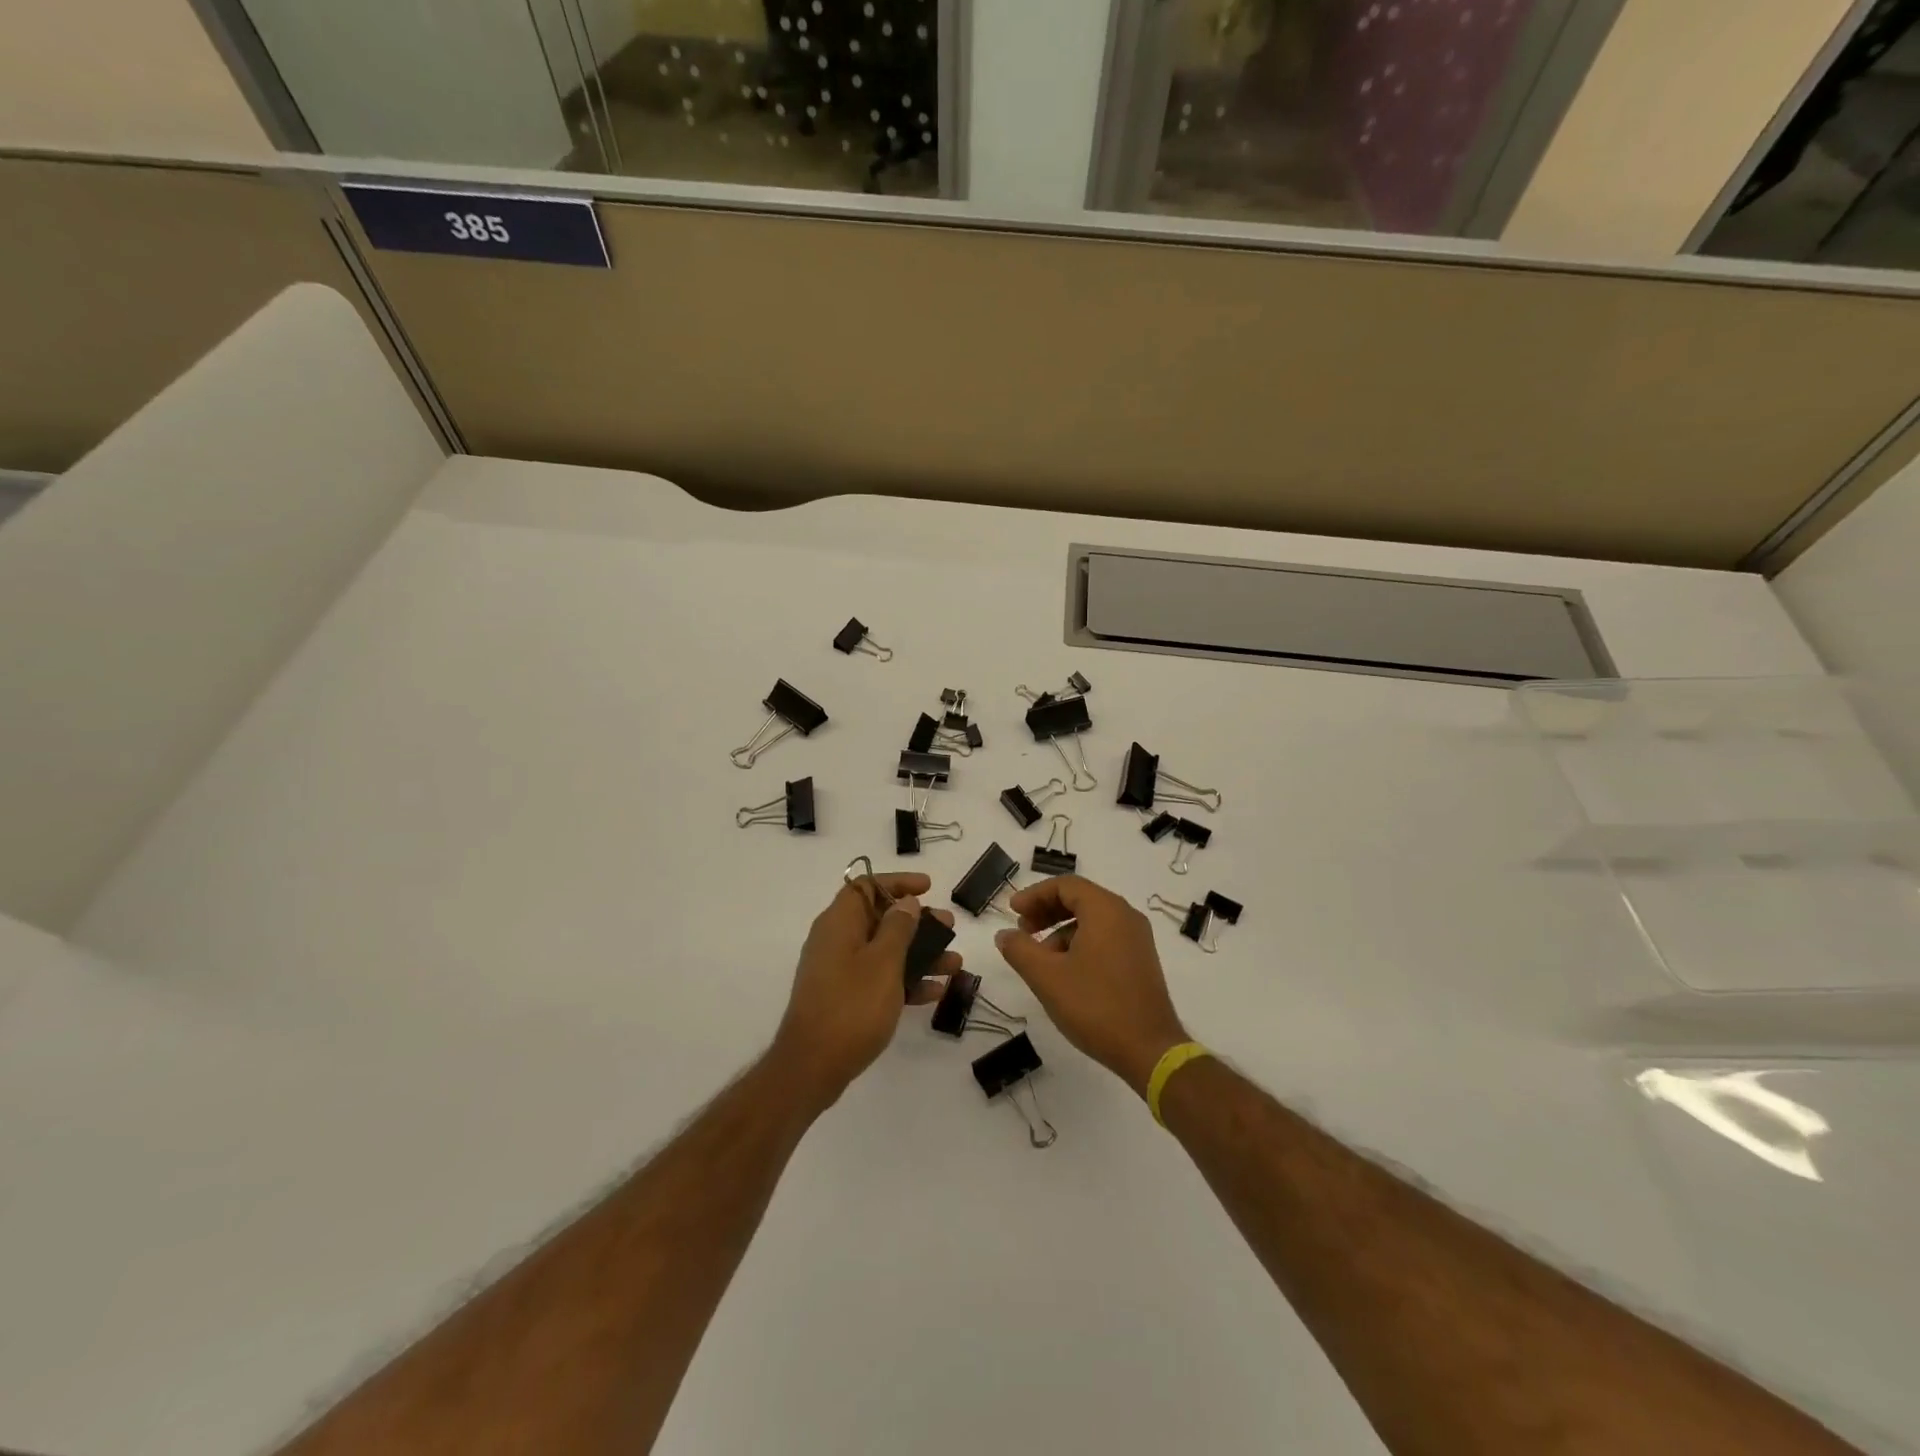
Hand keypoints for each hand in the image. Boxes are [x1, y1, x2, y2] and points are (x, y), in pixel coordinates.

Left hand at [772, 871, 960, 1109]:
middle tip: (949, 926)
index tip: (929, 888)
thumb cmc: (851, 1006)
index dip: (898, 883)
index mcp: (839, 923)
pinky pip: (880, 979)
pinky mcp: (845, 998)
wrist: (812, 1067)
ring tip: (954, 963)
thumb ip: (898, 927)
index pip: (867, 886)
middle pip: (880, 918)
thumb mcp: (883, 962)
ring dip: (920, 954)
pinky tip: (936, 992)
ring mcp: (840, 971)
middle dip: (918, 922)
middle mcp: (837, 941)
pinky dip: (906, 981)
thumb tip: (906, 902)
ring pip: (885, 951)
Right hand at [994, 875, 1187, 1096]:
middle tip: (1022, 930)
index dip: (1035, 895)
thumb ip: (1020, 950)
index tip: (1012, 911)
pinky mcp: (1140, 961)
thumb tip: (1004, 934)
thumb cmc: (1095, 1006)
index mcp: (1106, 910)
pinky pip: (1105, 938)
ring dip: (1061, 930)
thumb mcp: (1047, 977)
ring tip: (1039, 959)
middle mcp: (1126, 916)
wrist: (1149, 1051)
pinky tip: (1065, 972)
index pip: (1065, 885)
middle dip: (1047, 911)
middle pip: (1080, 899)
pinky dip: (1080, 944)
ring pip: (1092, 920)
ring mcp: (1137, 939)